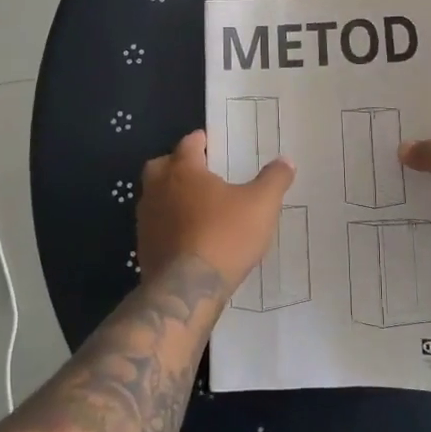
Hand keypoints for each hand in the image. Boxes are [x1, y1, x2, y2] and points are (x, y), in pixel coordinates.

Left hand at [137, 131, 295, 295]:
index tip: (210, 143)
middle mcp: (158, 188)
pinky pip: (156, 225)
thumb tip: (286, 160)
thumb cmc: (225, 236)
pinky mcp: (143, 247)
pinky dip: (169, 224)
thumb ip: (274, 180)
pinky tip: (189, 236)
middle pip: (162, 166)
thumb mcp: (261, 205)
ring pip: (155, 196)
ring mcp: (146, 219)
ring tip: (197, 206)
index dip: (200, 141)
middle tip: (200, 172)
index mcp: (183, 170)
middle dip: (177, 165)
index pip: (189, 144)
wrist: (187, 290)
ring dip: (171, 196)